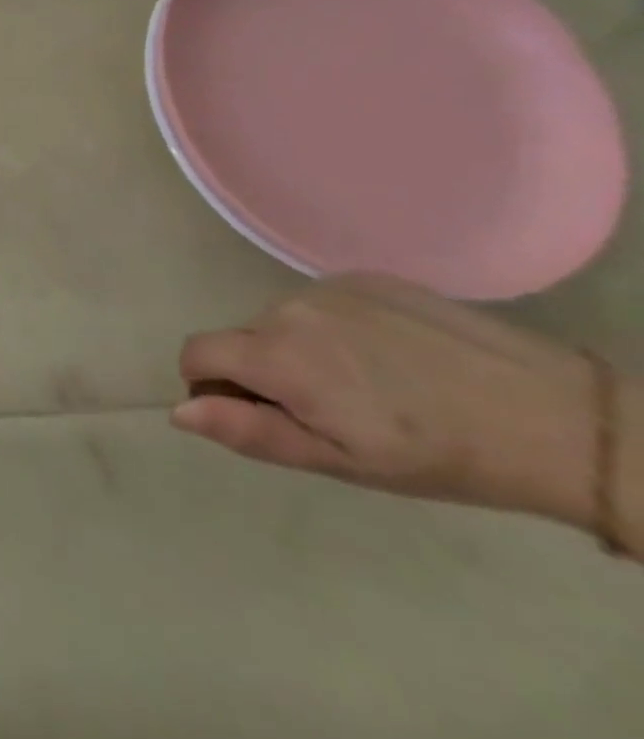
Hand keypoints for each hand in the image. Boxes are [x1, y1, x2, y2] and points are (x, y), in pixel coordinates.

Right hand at [173, 275, 598, 527]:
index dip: (210, 384)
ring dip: (300, 349)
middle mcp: (288, 308)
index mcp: (277, 355)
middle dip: (264, 371)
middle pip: (242, 338)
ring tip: (370, 384)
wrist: (558, 419)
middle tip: (331, 411)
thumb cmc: (438, 457)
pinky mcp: (366, 277)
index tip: (256, 412)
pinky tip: (391, 356)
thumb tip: (179, 410)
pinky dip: (336, 329)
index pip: (197, 352)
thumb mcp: (340, 460)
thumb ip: (250, 430)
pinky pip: (321, 303)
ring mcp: (328, 287)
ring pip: (282, 321)